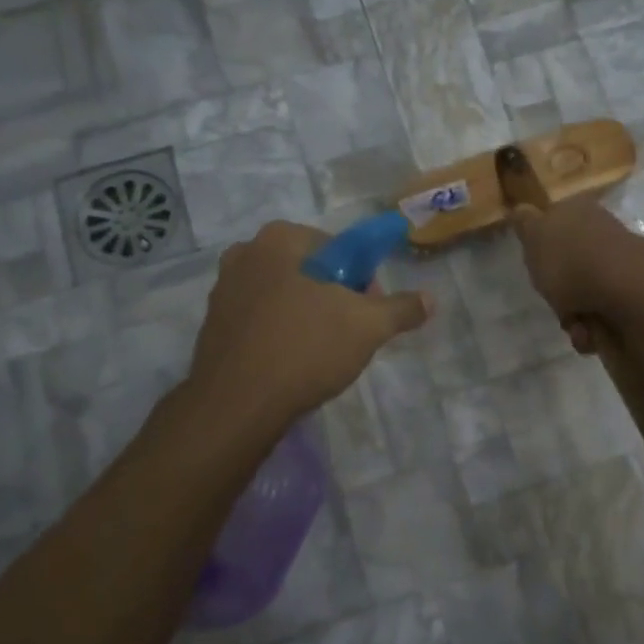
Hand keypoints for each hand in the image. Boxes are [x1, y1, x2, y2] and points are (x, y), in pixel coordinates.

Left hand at [189, 221, 430, 422]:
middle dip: (334, 298)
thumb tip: (431, 299)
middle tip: (350, 335)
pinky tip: (292, 364)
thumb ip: (402, 308)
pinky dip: (280, 334)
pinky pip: (261, 320)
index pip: (338, 248)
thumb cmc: (305, 348)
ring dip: (307, 316)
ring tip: (321, 354)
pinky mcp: (213, 325)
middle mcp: (245, 253)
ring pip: (284, 296)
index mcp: (279, 239)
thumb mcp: (368, 326)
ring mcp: (223, 290)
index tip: (368, 311)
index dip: (361, 280)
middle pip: (310, 271)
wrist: (237, 404)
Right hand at [511, 198, 643, 350]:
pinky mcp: (636, 296)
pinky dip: (594, 329)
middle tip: (556, 302)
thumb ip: (525, 223)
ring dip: (575, 316)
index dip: (544, 251)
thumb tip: (521, 209)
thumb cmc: (570, 259)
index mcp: (580, 212)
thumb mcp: (534, 234)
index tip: (538, 268)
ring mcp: (622, 266)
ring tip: (576, 325)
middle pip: (571, 268)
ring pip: (586, 296)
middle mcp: (603, 235)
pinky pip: (605, 316)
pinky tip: (591, 333)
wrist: (625, 289)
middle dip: (559, 293)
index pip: (556, 227)